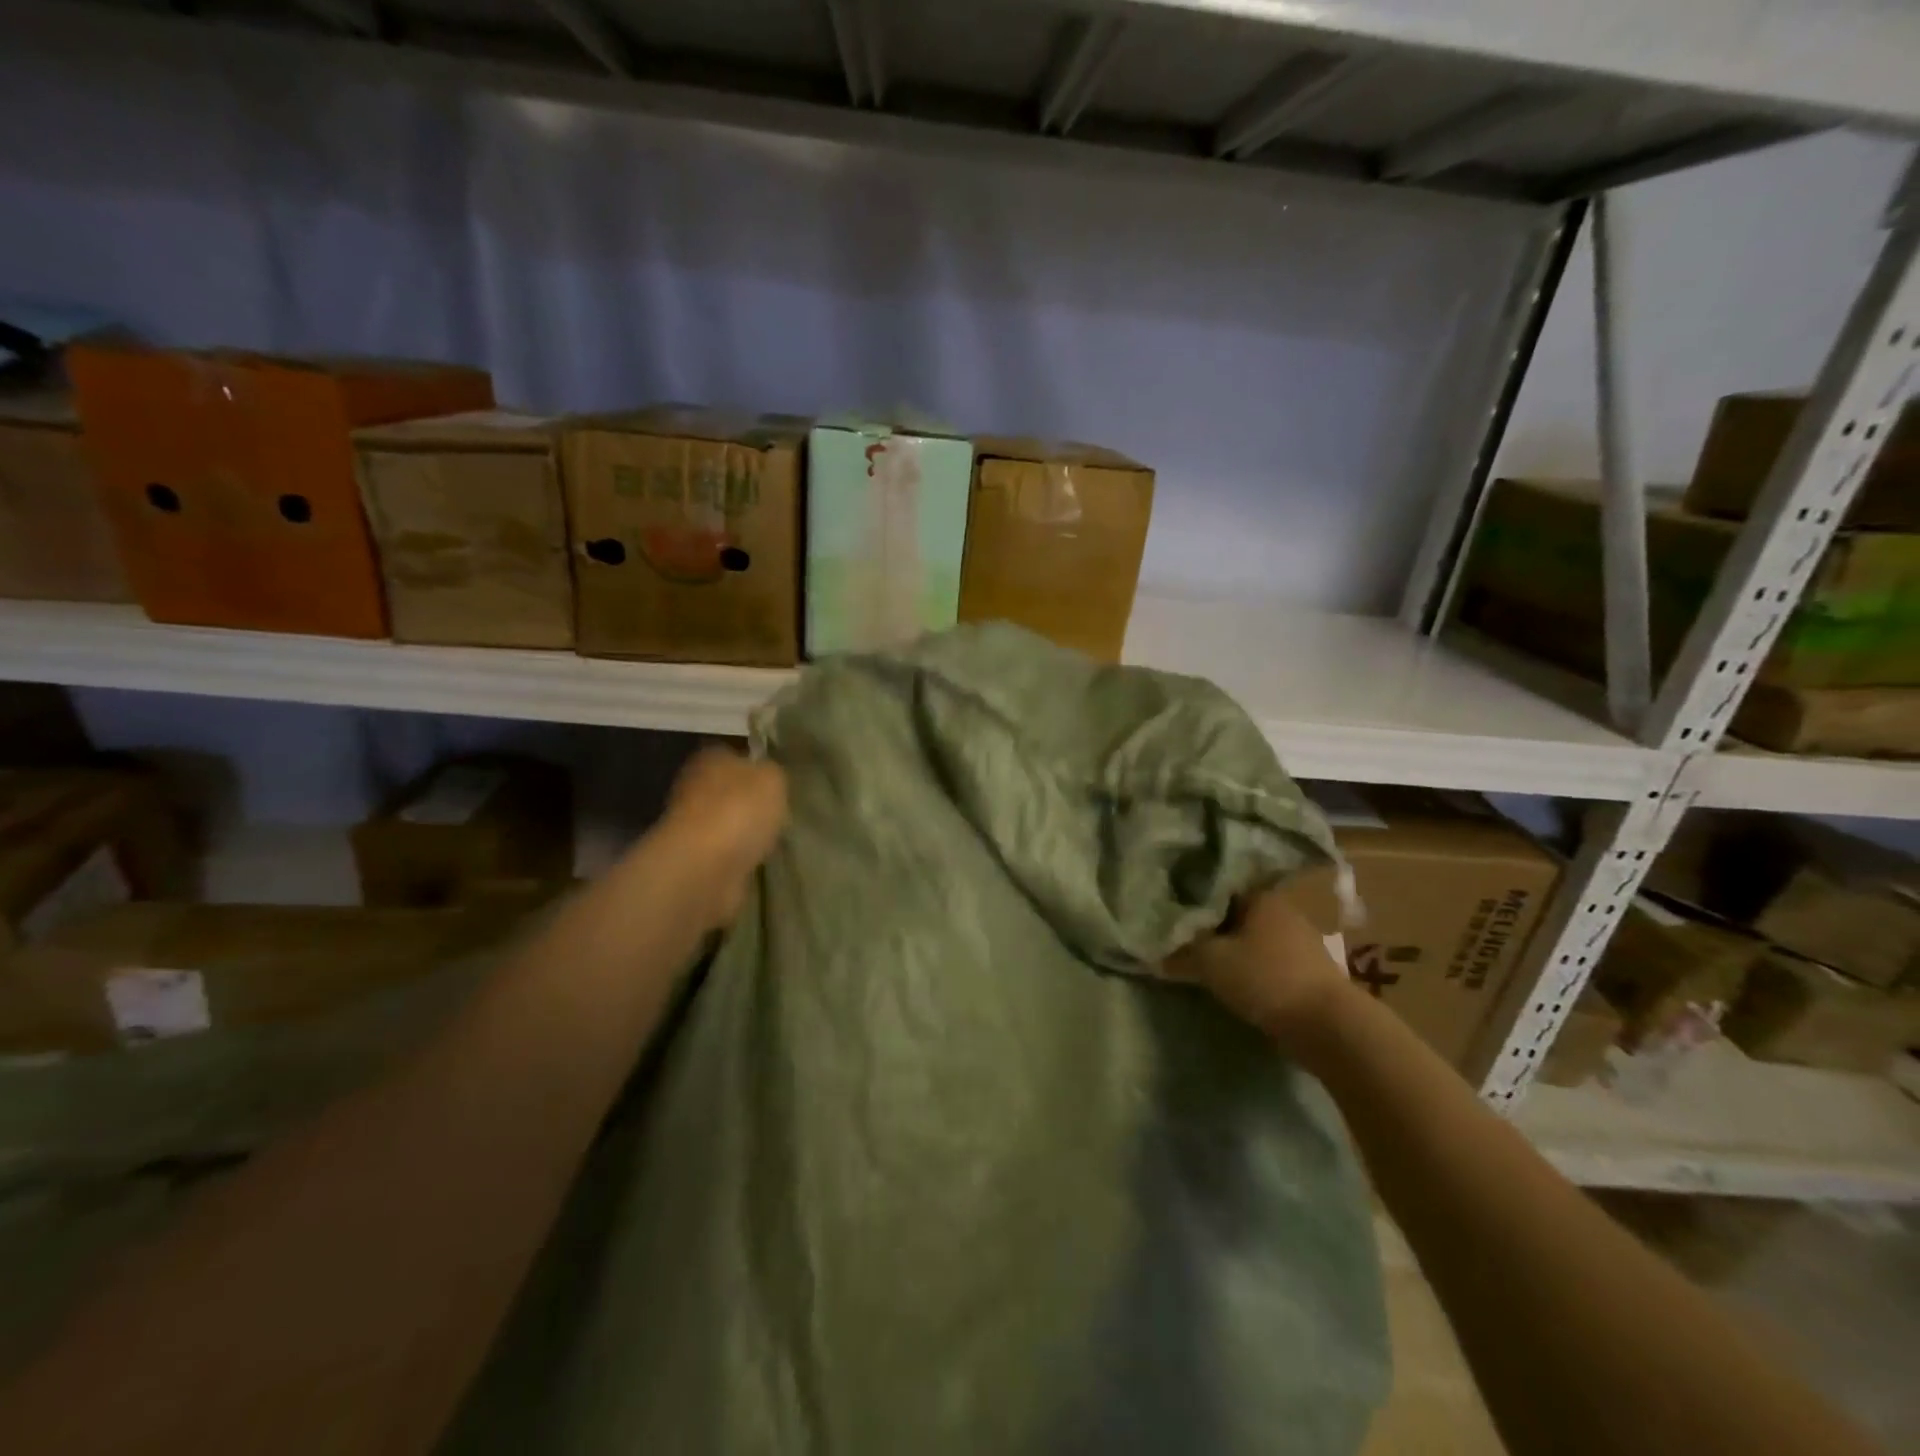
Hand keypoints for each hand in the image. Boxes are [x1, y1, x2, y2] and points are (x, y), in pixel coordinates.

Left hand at [651, 746, 787, 930]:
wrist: (705, 867)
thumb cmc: (739, 811)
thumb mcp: (772, 778)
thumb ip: (772, 772)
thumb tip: (767, 776)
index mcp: (711, 759)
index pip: (735, 755)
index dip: (756, 766)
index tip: (777, 782)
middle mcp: (695, 786)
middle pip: (730, 789)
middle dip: (751, 800)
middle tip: (779, 811)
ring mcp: (693, 824)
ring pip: (728, 820)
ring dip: (746, 830)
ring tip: (773, 838)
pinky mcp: (697, 857)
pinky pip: (727, 850)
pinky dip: (740, 855)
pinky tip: (759, 858)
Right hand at [1165, 883, 1354, 1048]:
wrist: (1329, 1026)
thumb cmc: (1265, 978)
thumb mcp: (1210, 961)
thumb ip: (1180, 950)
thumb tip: (1153, 948)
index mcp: (1259, 895)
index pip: (1216, 886)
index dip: (1190, 897)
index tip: (1168, 909)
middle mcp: (1281, 909)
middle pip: (1233, 911)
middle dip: (1208, 923)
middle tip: (1179, 936)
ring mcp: (1299, 939)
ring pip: (1250, 935)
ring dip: (1229, 946)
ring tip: (1200, 959)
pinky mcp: (1307, 968)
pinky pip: (1266, 958)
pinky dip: (1248, 964)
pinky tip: (1231, 977)